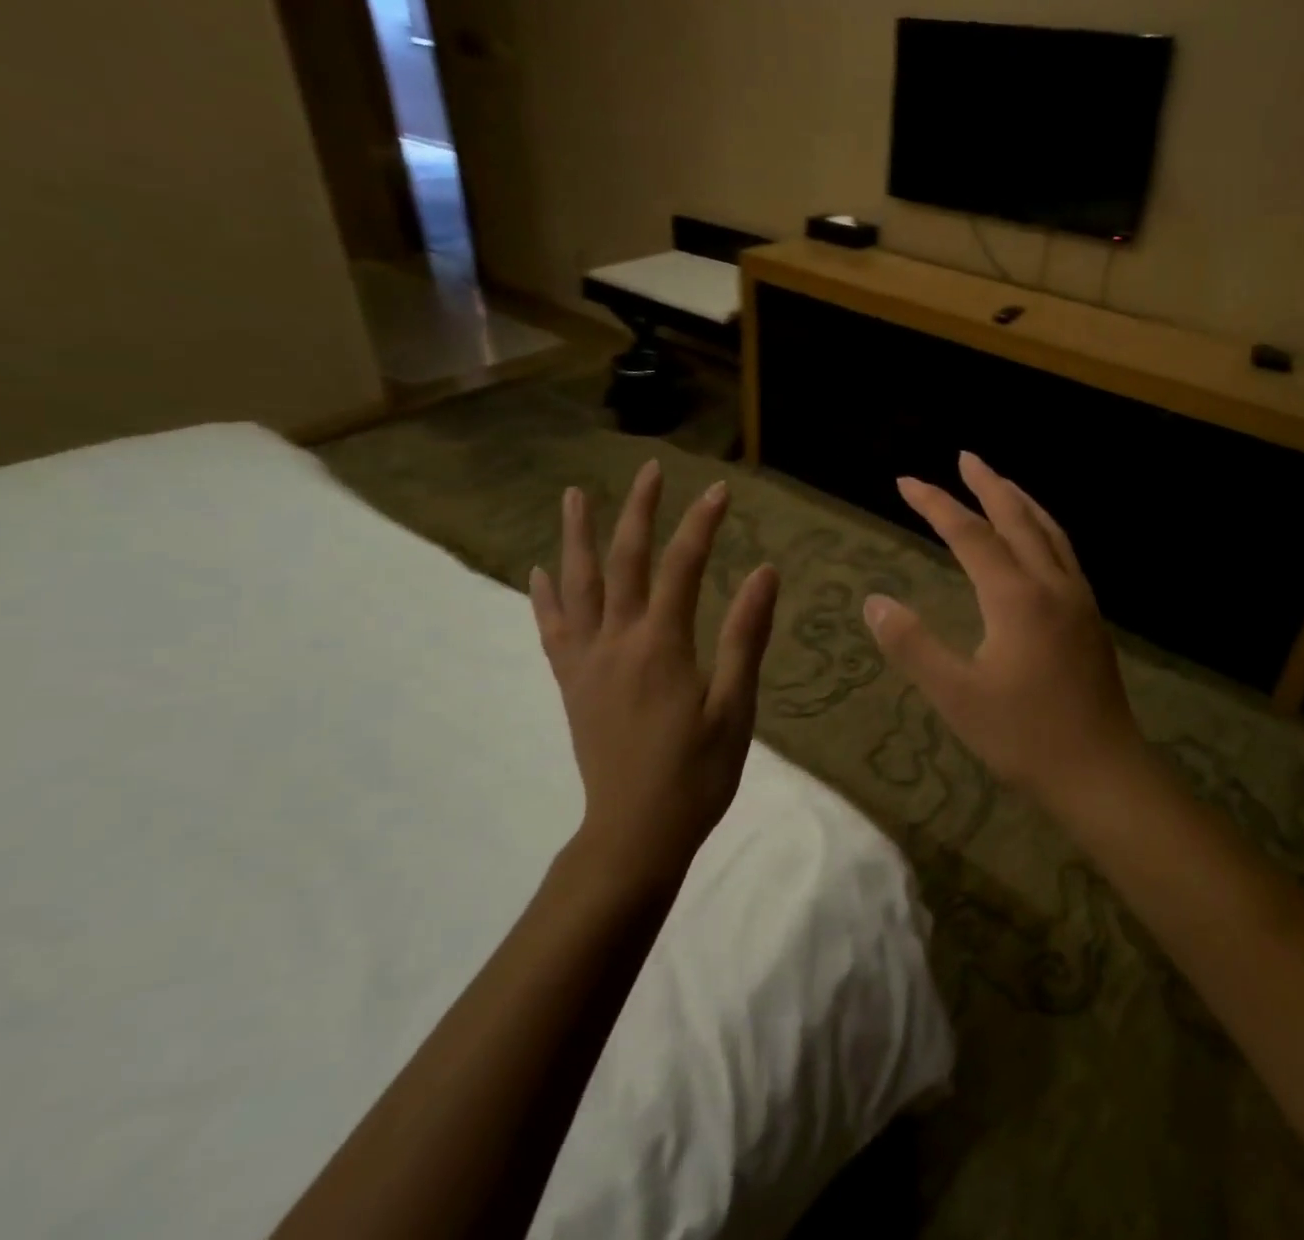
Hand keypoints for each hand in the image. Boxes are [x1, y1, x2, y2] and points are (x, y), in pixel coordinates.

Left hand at [530, 461, 780, 888]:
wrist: (634, 834)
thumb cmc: (697, 773)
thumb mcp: (736, 706)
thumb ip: (746, 636)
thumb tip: (764, 573)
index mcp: (662, 645)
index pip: (682, 566)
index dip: (702, 524)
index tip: (720, 490)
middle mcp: (617, 641)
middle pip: (625, 562)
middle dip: (640, 511)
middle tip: (651, 470)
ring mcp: (588, 662)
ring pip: (577, 586)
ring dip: (577, 537)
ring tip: (574, 496)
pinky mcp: (573, 684)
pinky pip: (552, 630)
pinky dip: (545, 597)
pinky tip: (538, 573)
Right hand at [863, 451, 1142, 802]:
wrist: (1103, 773)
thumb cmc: (1025, 737)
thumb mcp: (957, 696)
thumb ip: (913, 645)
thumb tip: (875, 602)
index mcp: (1017, 597)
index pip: (970, 534)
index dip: (936, 504)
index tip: (906, 482)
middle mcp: (1051, 585)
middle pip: (1017, 518)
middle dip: (988, 484)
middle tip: (965, 457)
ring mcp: (1078, 599)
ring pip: (1049, 532)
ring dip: (1022, 501)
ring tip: (1000, 483)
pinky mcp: (1090, 618)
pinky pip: (1064, 553)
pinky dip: (1044, 528)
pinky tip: (1037, 541)